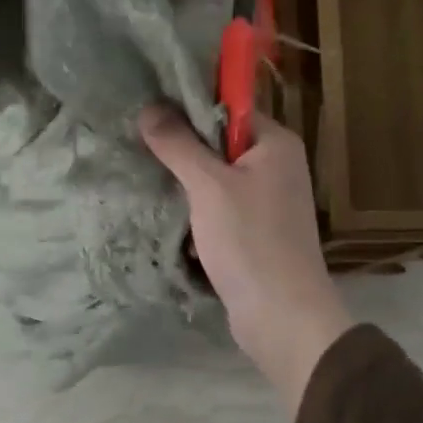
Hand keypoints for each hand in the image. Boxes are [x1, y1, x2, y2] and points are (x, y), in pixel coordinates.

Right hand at [140, 106, 351, 409]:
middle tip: (140, 150)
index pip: (230, 108)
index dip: (190, 108)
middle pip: (221, 144)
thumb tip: (150, 107)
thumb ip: (179, 144)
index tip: (150, 114)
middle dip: (183, 151)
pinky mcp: (257, 233)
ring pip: (217, 181)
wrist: (281, 315)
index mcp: (276, 144)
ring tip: (147, 182)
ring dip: (187, 186)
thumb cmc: (249, 240)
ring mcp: (269, 202)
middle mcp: (278, 166)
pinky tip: (169, 218)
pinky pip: (220, 210)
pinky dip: (198, 214)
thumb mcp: (208, 186)